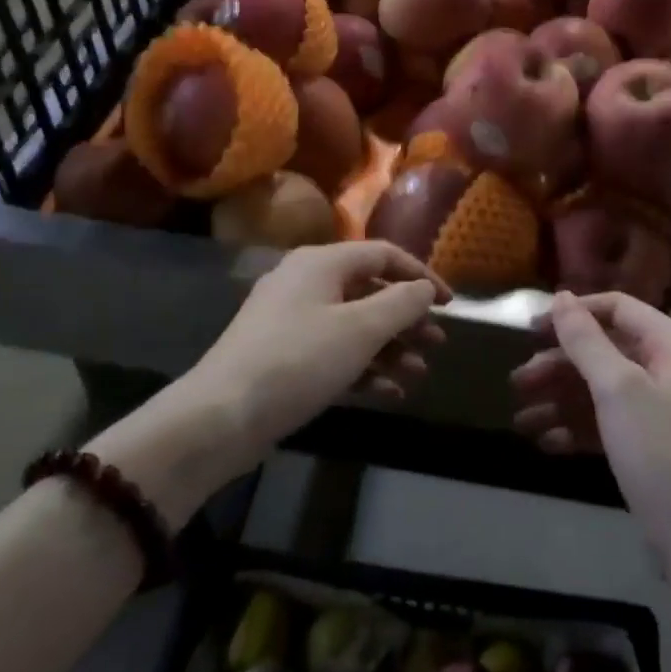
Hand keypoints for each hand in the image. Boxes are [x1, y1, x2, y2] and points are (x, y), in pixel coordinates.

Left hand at [90, 242, 447, 521]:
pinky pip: (334, 351)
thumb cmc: (297, 361)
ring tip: (419, 374)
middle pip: (370, 290)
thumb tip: (425, 289)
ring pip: (354, 325)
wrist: (220, 417)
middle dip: (407, 318)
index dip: (421, 275)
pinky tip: (390, 393)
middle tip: (437, 343)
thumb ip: (401, 304)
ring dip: (390, 348)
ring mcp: (292, 321)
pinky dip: (364, 367)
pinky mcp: (284, 356)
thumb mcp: (359, 330)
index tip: (450, 304)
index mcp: (322, 263)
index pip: (383, 255)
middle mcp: (306, 283)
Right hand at [511, 291, 670, 555]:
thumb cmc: (661, 450)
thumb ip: (586, 340)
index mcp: (670, 344)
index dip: (574, 314)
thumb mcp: (618, 388)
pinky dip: (575, 428)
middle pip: (602, 351)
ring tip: (521, 420)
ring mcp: (657, 409)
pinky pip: (604, 422)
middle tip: (517, 382)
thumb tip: (561, 296)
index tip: (532, 330)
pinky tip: (546, 442)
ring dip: (559, 400)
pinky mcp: (646, 444)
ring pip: (598, 389)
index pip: (616, 308)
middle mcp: (666, 369)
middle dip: (558, 365)